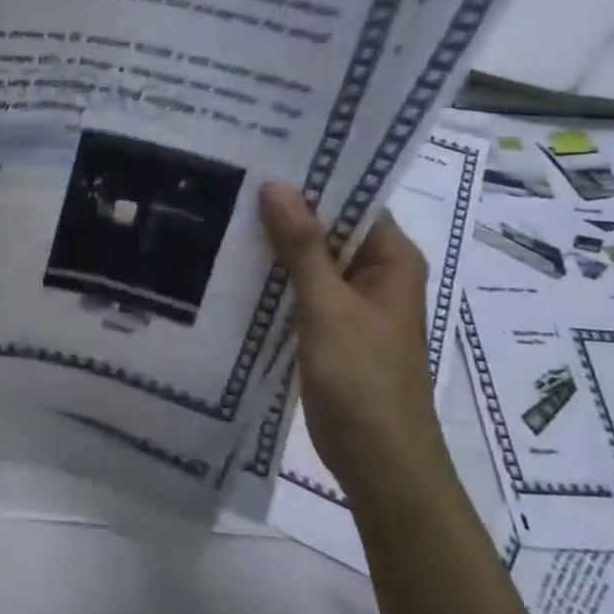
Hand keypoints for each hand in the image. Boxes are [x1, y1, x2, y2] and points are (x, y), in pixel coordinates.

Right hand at [259, 183, 449, 493]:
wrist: (378, 459)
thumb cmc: (363, 377)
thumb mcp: (328, 306)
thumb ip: (302, 246)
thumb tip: (276, 185)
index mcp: (391, 259)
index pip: (354, 200)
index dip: (314, 178)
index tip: (265, 155)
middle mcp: (374, 273)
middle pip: (328, 227)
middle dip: (285, 209)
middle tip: (232, 177)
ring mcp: (350, 303)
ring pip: (309, 259)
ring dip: (274, 244)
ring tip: (222, 210)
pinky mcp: (327, 327)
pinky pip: (298, 289)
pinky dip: (272, 278)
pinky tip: (231, 263)